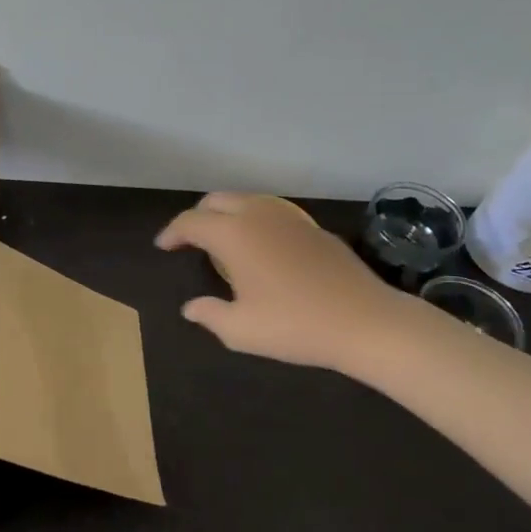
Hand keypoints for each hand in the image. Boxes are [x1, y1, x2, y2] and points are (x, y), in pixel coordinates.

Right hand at [156, 192, 414, 375]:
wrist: (366, 322)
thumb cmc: (294, 326)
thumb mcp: (240, 330)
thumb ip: (209, 315)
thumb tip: (192, 308)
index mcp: (233, 234)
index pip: (191, 222)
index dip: (172, 233)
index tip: (164, 247)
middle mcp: (258, 215)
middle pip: (217, 201)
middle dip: (198, 217)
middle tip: (190, 241)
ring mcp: (289, 218)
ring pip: (246, 201)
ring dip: (227, 214)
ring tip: (223, 241)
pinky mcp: (313, 228)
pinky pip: (272, 213)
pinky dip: (255, 221)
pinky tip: (261, 249)